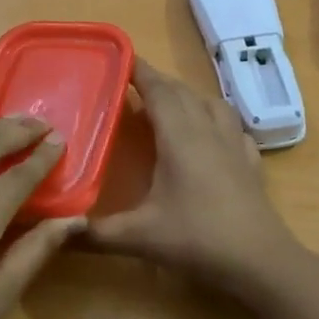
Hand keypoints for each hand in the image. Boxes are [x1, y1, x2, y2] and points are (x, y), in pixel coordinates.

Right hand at [89, 59, 308, 297]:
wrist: (260, 261)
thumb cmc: (197, 239)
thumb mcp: (140, 237)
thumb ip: (96, 232)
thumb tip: (58, 228)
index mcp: (179, 136)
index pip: (158, 90)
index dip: (139, 71)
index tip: (120, 58)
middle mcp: (208, 130)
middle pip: (182, 92)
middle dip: (158, 82)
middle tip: (133, 84)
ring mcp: (234, 144)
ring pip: (211, 103)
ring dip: (188, 96)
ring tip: (171, 105)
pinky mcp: (251, 162)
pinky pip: (233, 127)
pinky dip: (216, 120)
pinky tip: (212, 136)